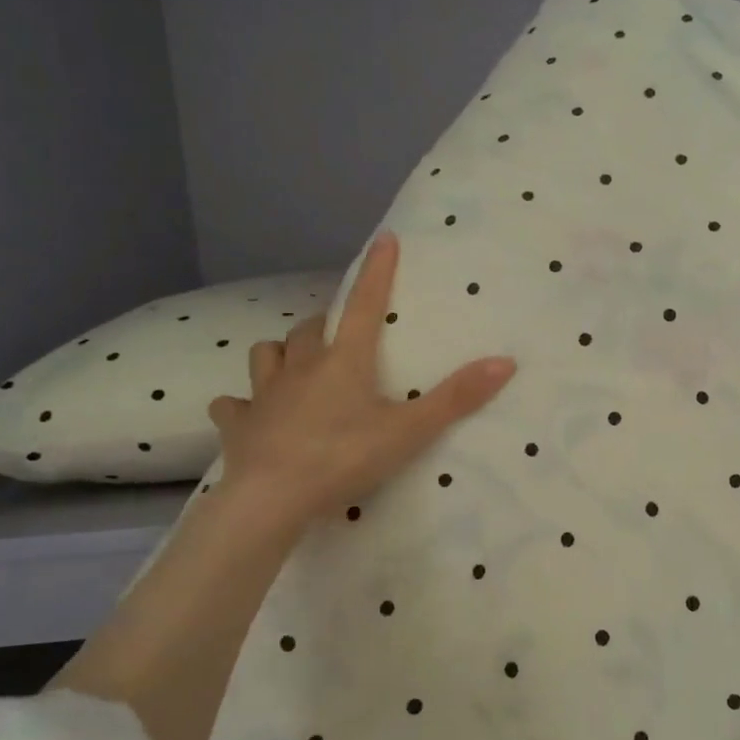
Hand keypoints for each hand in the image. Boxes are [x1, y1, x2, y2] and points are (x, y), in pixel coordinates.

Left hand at [206, 232, 515, 534]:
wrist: (272, 499)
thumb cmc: (344, 458)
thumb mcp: (409, 431)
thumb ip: (456, 398)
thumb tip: (506, 361)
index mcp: (343, 362)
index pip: (363, 305)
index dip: (376, 272)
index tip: (383, 240)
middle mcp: (300, 367)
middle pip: (309, 329)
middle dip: (325, 325)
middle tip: (340, 337)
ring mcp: (263, 394)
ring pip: (266, 354)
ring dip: (281, 354)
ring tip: (294, 367)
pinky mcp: (238, 424)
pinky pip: (233, 404)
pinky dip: (242, 404)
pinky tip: (251, 415)